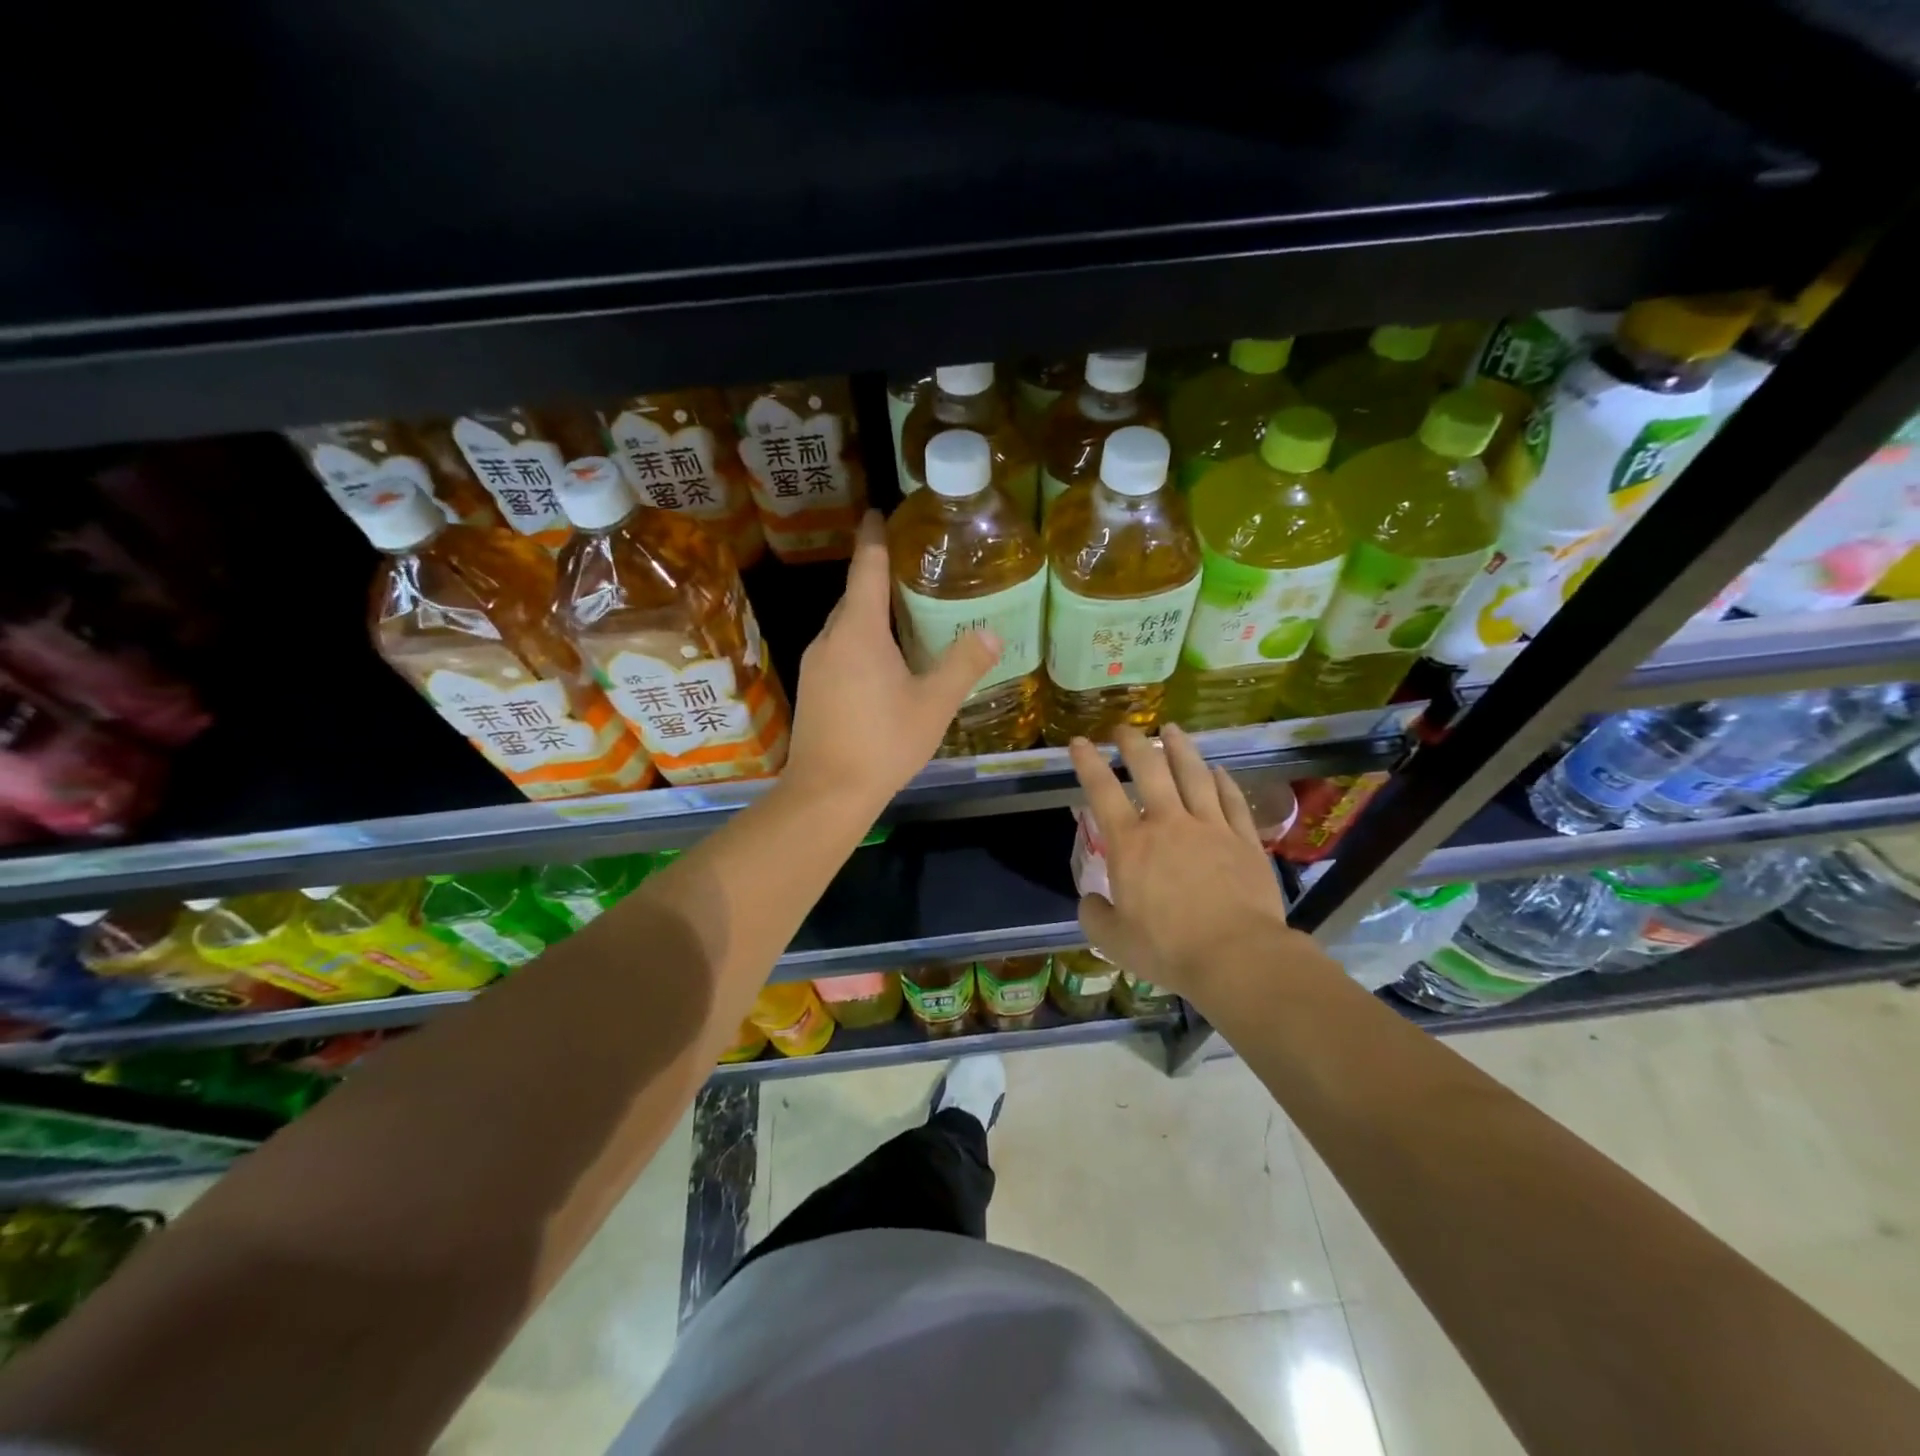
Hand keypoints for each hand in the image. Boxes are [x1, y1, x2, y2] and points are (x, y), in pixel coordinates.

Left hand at [785, 512, 1002, 807]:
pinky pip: (839, 648)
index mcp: (858, 631)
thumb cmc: (883, 742)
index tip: (878, 513)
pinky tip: (882, 659)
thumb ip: (964, 665)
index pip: (866, 568)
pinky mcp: (813, 688)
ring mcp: (816, 664)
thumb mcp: (933, 704)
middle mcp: (830, 638)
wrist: (827, 792)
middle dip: (877, 577)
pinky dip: (860, 639)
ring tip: (902, 611)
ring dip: (870, 612)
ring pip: (845, 625)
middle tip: (911, 568)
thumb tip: (992, 635)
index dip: (874, 537)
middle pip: (854, 595)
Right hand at [1070, 724, 1298, 1005]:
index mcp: (1131, 844)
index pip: (1102, 791)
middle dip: (1133, 743)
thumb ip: (1095, 915)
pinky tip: (1219, 770)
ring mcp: (1210, 827)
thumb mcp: (1114, 940)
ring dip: (1180, 748)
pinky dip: (1223, 781)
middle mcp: (1169, 823)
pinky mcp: (1243, 840)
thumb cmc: (1168, 948)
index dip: (1088, 763)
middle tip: (1124, 728)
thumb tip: (1091, 900)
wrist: (1236, 956)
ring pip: (1194, 775)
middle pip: (1150, 769)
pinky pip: (1232, 801)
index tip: (1080, 741)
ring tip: (1172, 728)